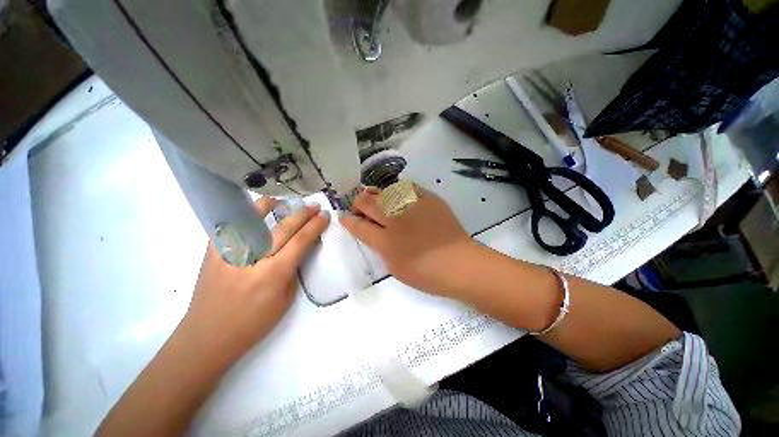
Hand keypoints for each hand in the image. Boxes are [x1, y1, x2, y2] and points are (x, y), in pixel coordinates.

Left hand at [181, 198, 329, 366]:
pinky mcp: (212, 254)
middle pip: (283, 229)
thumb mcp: (285, 300)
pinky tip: (253, 209)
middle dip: (302, 214)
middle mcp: (253, 260)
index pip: (301, 241)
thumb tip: (300, 249)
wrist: (207, 337)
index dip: (315, 226)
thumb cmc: (253, 323)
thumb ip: (293, 270)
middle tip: (314, 206)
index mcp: (274, 274)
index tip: (324, 215)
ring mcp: (230, 254)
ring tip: (284, 201)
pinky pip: (230, 228)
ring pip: (253, 221)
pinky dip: (243, 216)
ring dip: (272, 208)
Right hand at [339, 185, 479, 296]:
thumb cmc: (425, 273)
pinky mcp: (428, 198)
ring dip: (375, 194)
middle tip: (358, 206)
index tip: (343, 216)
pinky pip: (407, 186)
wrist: (460, 263)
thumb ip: (380, 247)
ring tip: (374, 197)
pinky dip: (397, 189)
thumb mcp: (394, 266)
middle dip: (358, 202)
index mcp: (385, 240)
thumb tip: (374, 232)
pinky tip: (396, 193)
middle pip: (368, 202)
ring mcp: (412, 205)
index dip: (348, 220)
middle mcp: (395, 218)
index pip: (359, 226)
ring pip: (384, 190)